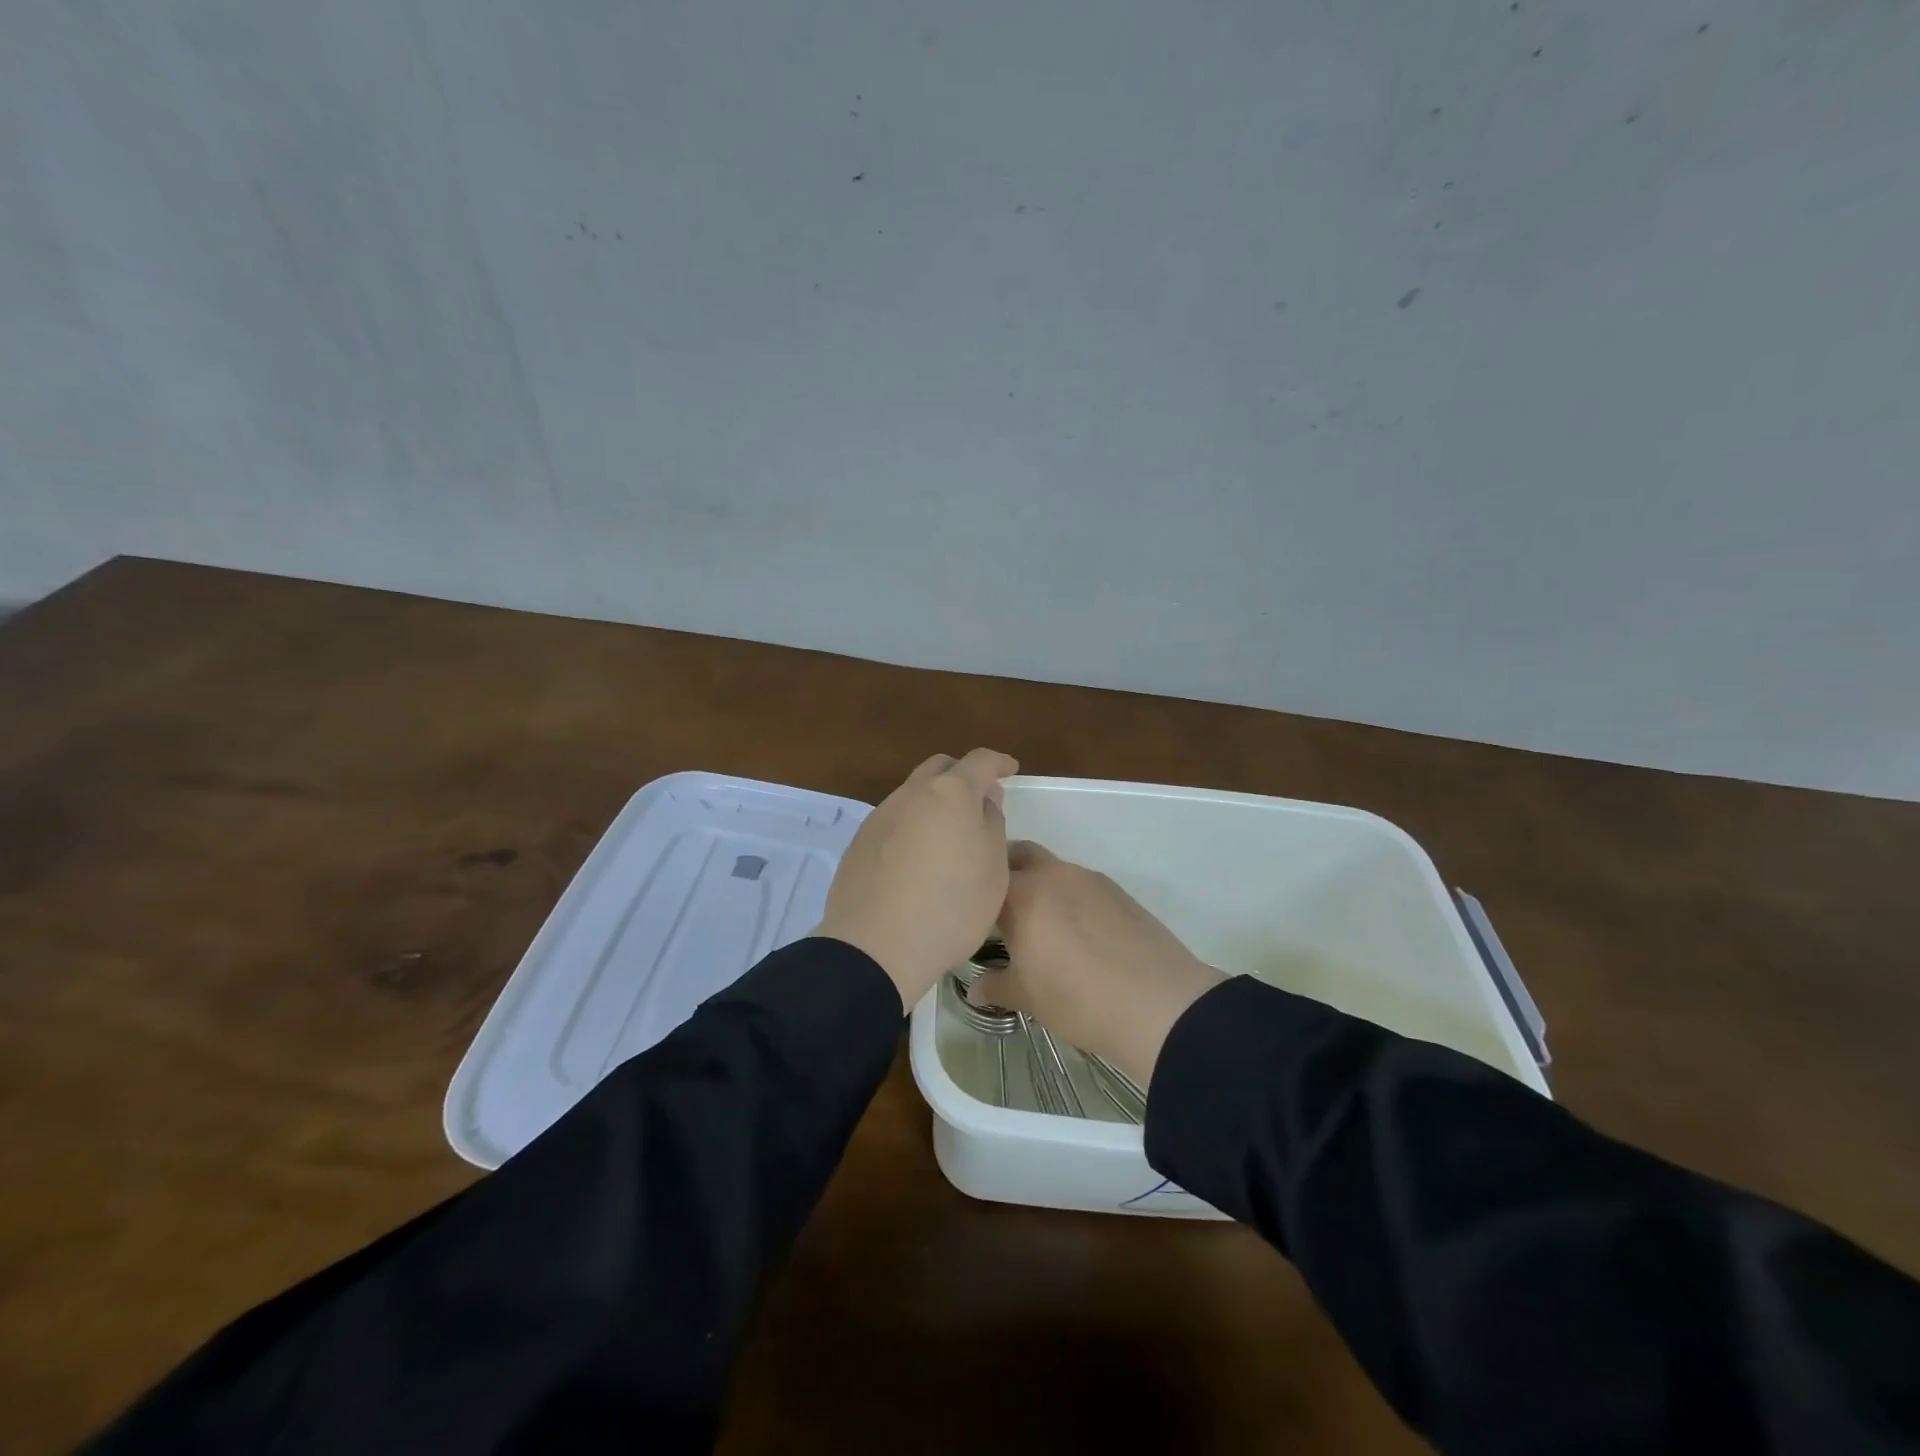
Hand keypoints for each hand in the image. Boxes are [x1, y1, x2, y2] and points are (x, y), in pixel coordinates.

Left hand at [816, 749, 1018, 1010]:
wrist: (875, 949)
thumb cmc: (950, 909)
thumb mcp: (993, 871)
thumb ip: (992, 825)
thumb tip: (984, 799)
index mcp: (950, 793)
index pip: (979, 761)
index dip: (998, 762)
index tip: (1010, 769)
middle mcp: (911, 795)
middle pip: (939, 769)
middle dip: (962, 775)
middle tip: (979, 801)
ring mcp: (880, 817)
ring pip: (913, 795)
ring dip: (934, 803)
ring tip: (948, 836)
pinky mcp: (859, 843)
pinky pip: (894, 821)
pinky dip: (912, 827)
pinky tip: (917, 860)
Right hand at [971, 841, 1225, 1085]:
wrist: (1159, 1004)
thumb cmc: (1079, 1000)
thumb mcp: (1028, 998)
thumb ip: (996, 986)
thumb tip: (973, 989)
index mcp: (1022, 894)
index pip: (985, 877)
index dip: (974, 892)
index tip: (968, 912)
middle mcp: (1053, 874)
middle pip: (1019, 854)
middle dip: (1006, 872)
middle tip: (999, 907)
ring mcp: (1089, 879)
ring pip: (1052, 868)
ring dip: (1039, 884)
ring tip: (1039, 923)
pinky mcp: (1118, 891)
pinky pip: (1081, 883)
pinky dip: (1069, 896)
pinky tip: (1076, 931)